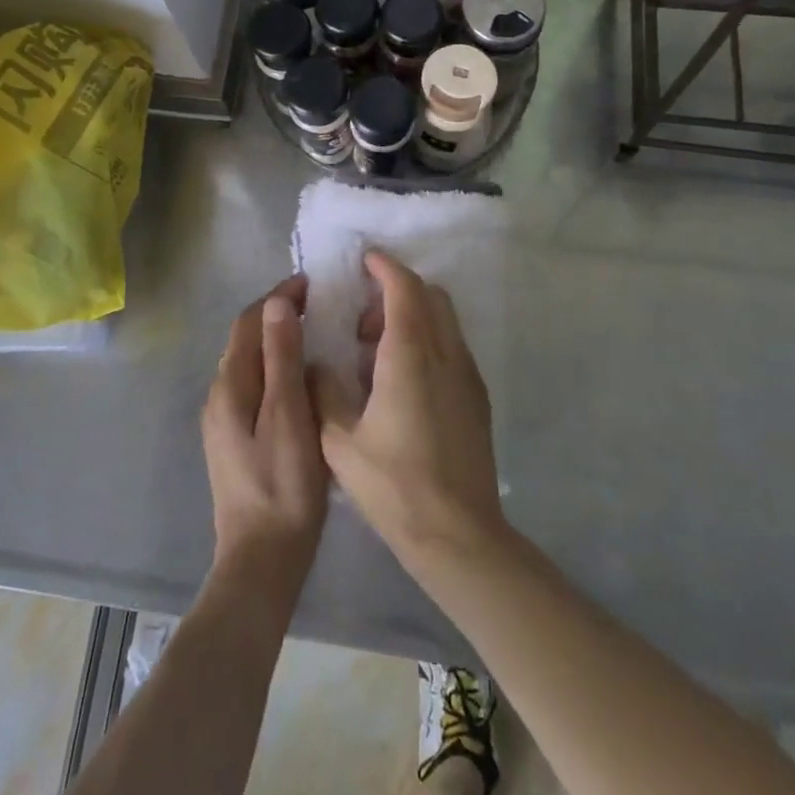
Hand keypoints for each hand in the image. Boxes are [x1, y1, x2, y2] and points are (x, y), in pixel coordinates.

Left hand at [201, 275, 327, 597]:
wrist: (262, 559)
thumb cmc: (282, 484)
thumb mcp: (287, 414)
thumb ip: (281, 357)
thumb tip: (276, 302)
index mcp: (229, 385)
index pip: (249, 321)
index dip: (277, 297)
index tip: (312, 283)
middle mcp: (219, 395)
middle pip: (247, 339)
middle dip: (278, 315)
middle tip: (321, 305)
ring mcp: (224, 420)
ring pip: (252, 363)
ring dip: (278, 341)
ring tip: (318, 334)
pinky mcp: (236, 439)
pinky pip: (256, 386)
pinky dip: (277, 369)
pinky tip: (304, 380)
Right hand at [312, 252, 506, 578]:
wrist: (458, 534)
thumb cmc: (394, 486)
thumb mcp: (339, 442)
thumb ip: (324, 392)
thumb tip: (318, 365)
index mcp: (409, 356)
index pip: (404, 288)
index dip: (384, 267)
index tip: (365, 260)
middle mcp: (445, 354)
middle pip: (430, 296)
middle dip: (397, 291)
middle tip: (363, 320)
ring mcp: (467, 375)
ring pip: (445, 320)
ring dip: (413, 317)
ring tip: (377, 353)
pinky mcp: (477, 397)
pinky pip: (452, 347)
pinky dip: (428, 341)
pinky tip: (403, 381)